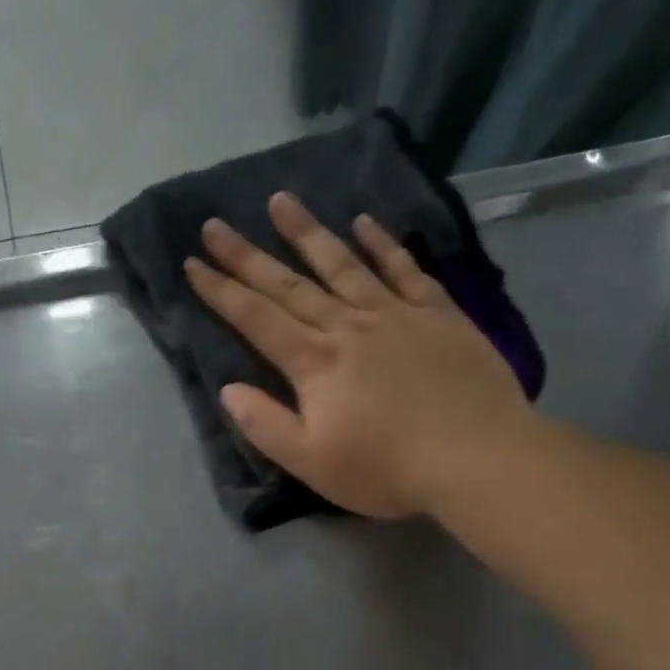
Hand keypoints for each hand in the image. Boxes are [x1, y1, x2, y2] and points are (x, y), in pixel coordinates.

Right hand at [184, 192, 536, 518]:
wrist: (477, 458)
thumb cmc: (385, 470)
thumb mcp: (311, 463)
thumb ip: (265, 425)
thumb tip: (228, 390)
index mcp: (314, 364)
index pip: (256, 319)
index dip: (221, 292)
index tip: (192, 264)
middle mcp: (348, 326)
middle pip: (289, 285)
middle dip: (248, 255)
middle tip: (216, 223)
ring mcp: (395, 314)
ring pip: (342, 264)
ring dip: (307, 232)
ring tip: (280, 200)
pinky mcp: (437, 314)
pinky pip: (404, 269)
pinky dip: (382, 244)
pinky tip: (365, 222)